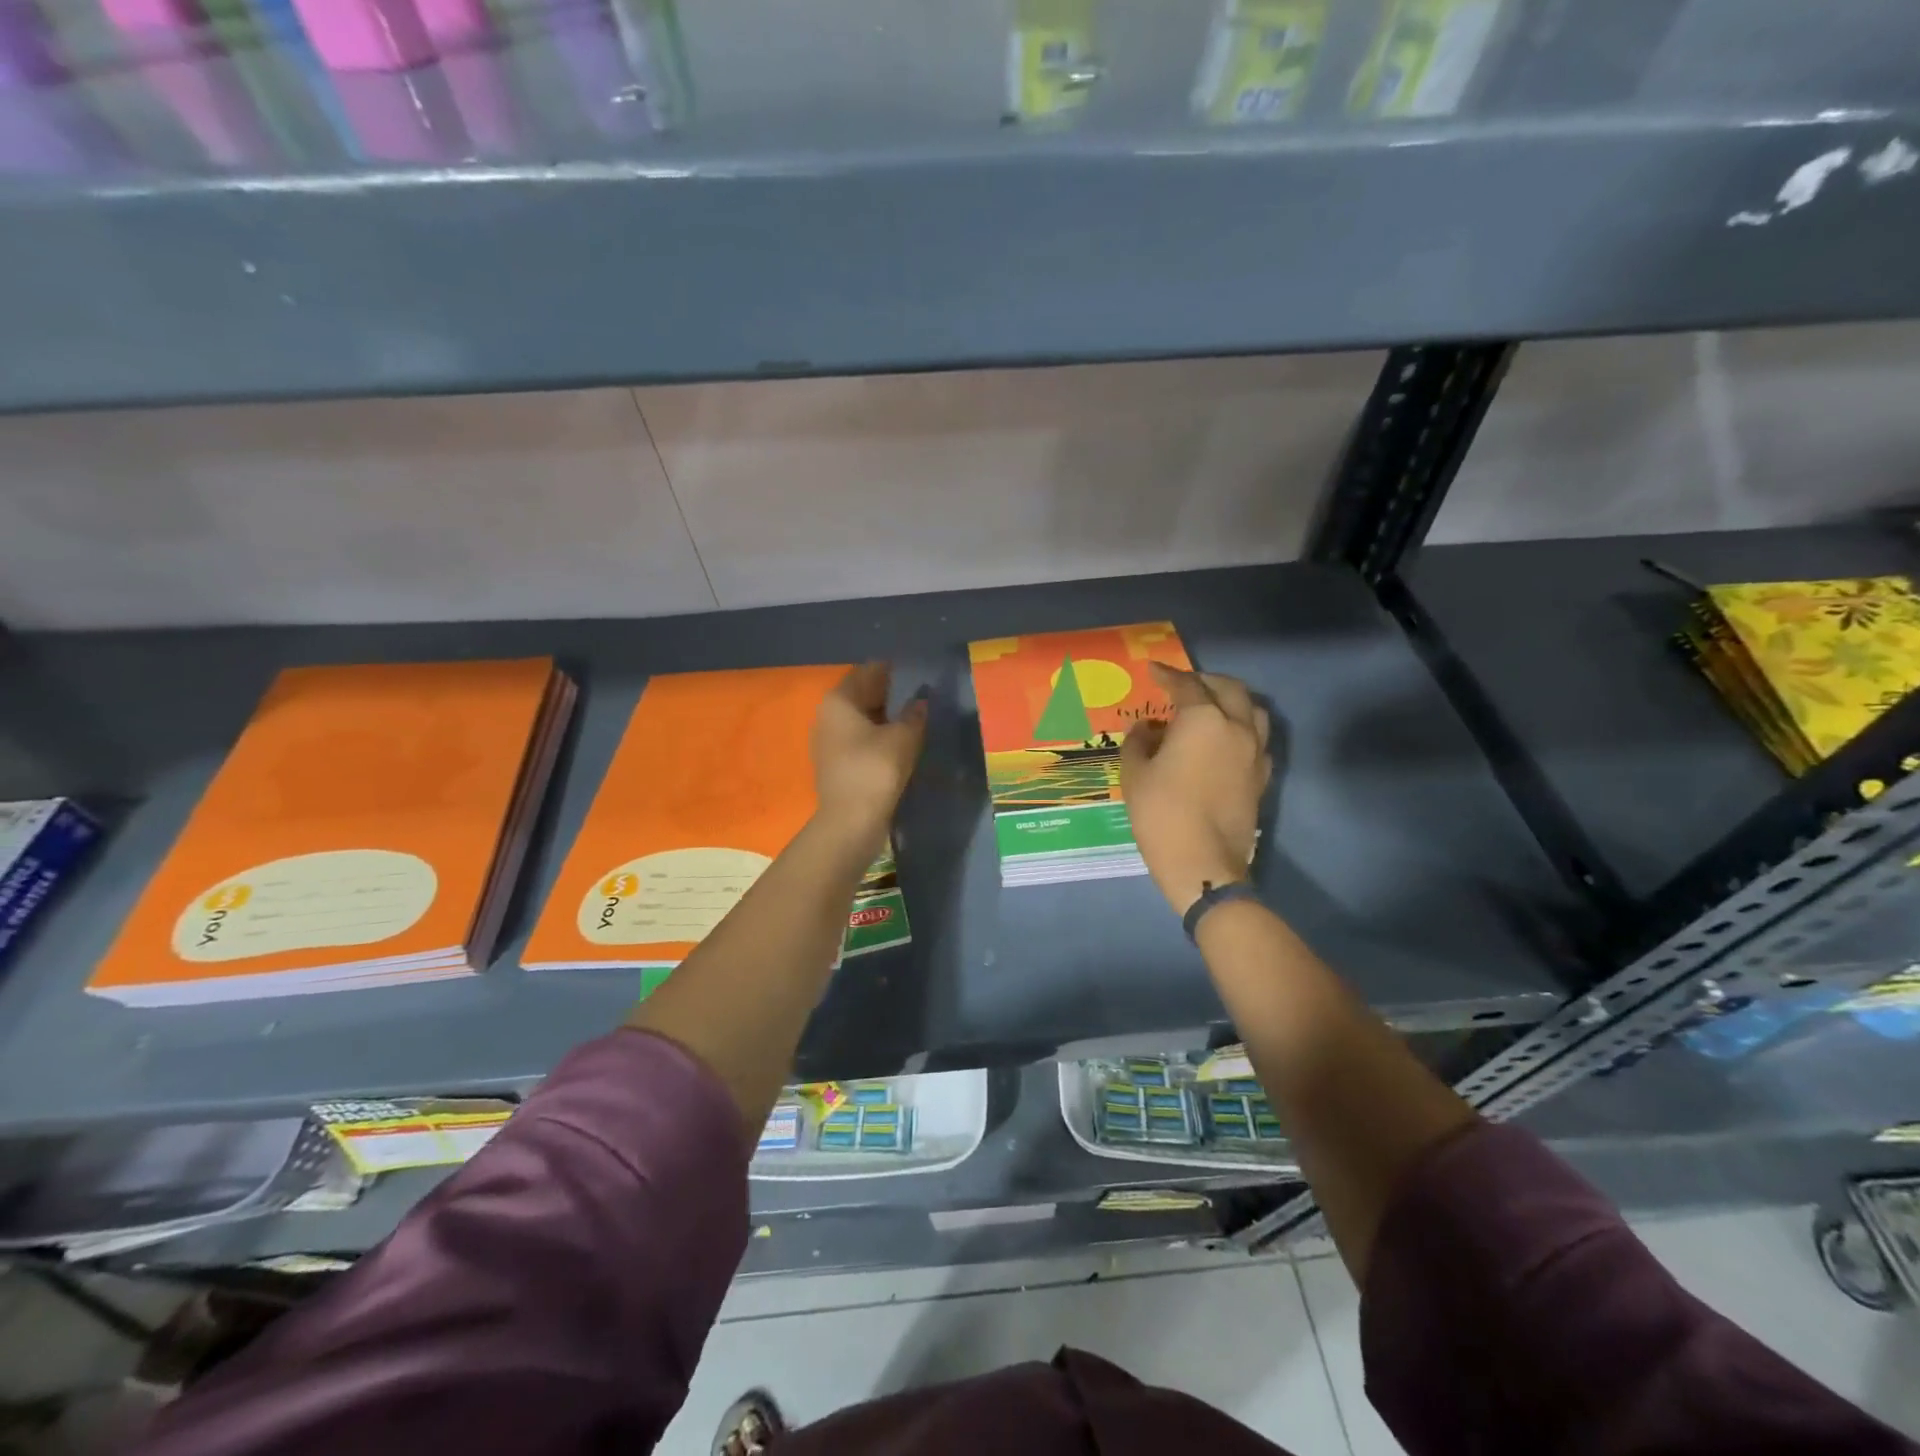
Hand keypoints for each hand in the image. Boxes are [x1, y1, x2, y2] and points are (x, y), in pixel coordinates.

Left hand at [811, 662, 928, 847]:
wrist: (850, 822)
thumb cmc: (875, 770)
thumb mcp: (903, 737)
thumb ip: (914, 714)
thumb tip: (921, 701)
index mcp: (839, 700)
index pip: (869, 671)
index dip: (895, 671)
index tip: (920, 673)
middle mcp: (828, 715)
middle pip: (863, 694)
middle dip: (891, 694)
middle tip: (923, 695)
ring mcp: (828, 741)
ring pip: (862, 719)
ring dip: (886, 717)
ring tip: (916, 719)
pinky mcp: (836, 763)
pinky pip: (861, 739)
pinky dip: (879, 737)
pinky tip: (901, 742)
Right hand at [1120, 663, 1270, 916]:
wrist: (1203, 863)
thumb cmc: (1161, 813)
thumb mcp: (1135, 774)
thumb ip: (1139, 742)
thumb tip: (1147, 728)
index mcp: (1203, 720)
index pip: (1186, 685)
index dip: (1167, 674)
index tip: (1153, 669)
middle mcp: (1236, 727)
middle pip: (1228, 689)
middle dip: (1205, 681)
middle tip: (1184, 685)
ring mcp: (1255, 752)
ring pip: (1253, 710)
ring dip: (1232, 700)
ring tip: (1211, 706)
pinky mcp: (1262, 777)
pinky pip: (1258, 739)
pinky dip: (1243, 729)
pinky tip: (1226, 741)